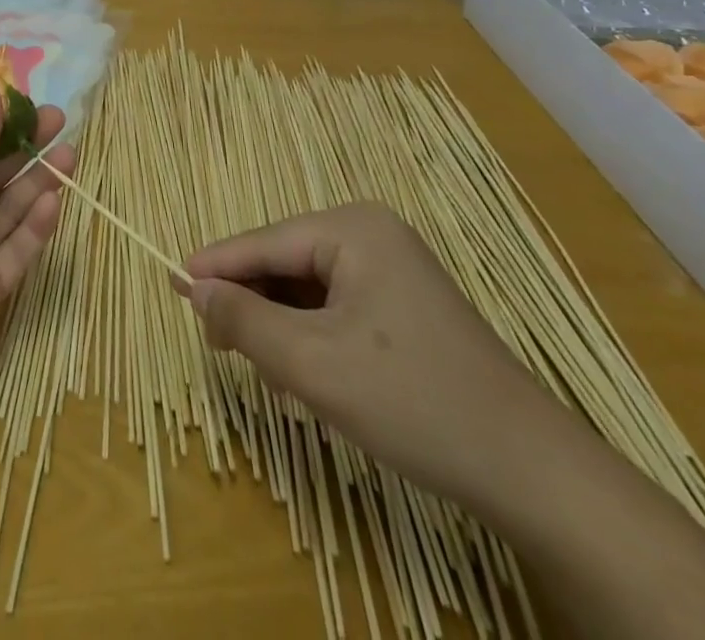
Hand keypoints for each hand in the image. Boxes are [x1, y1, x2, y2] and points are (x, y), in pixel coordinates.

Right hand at [182, 203, 573, 516]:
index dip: (214, 268)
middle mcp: (370, 233)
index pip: (262, 243)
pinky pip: (334, 306)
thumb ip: (243, 320)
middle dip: (250, 303)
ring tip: (266, 371)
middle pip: (283, 263)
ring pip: (305, 288)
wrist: (534, 475)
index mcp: (352, 228)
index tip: (170, 286)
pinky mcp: (403, 304)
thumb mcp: (312, 364)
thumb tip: (193, 288)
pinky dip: (309, 334)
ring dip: (278, 325)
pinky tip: (305, 373)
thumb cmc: (414, 403)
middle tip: (219, 348)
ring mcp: (391, 267)